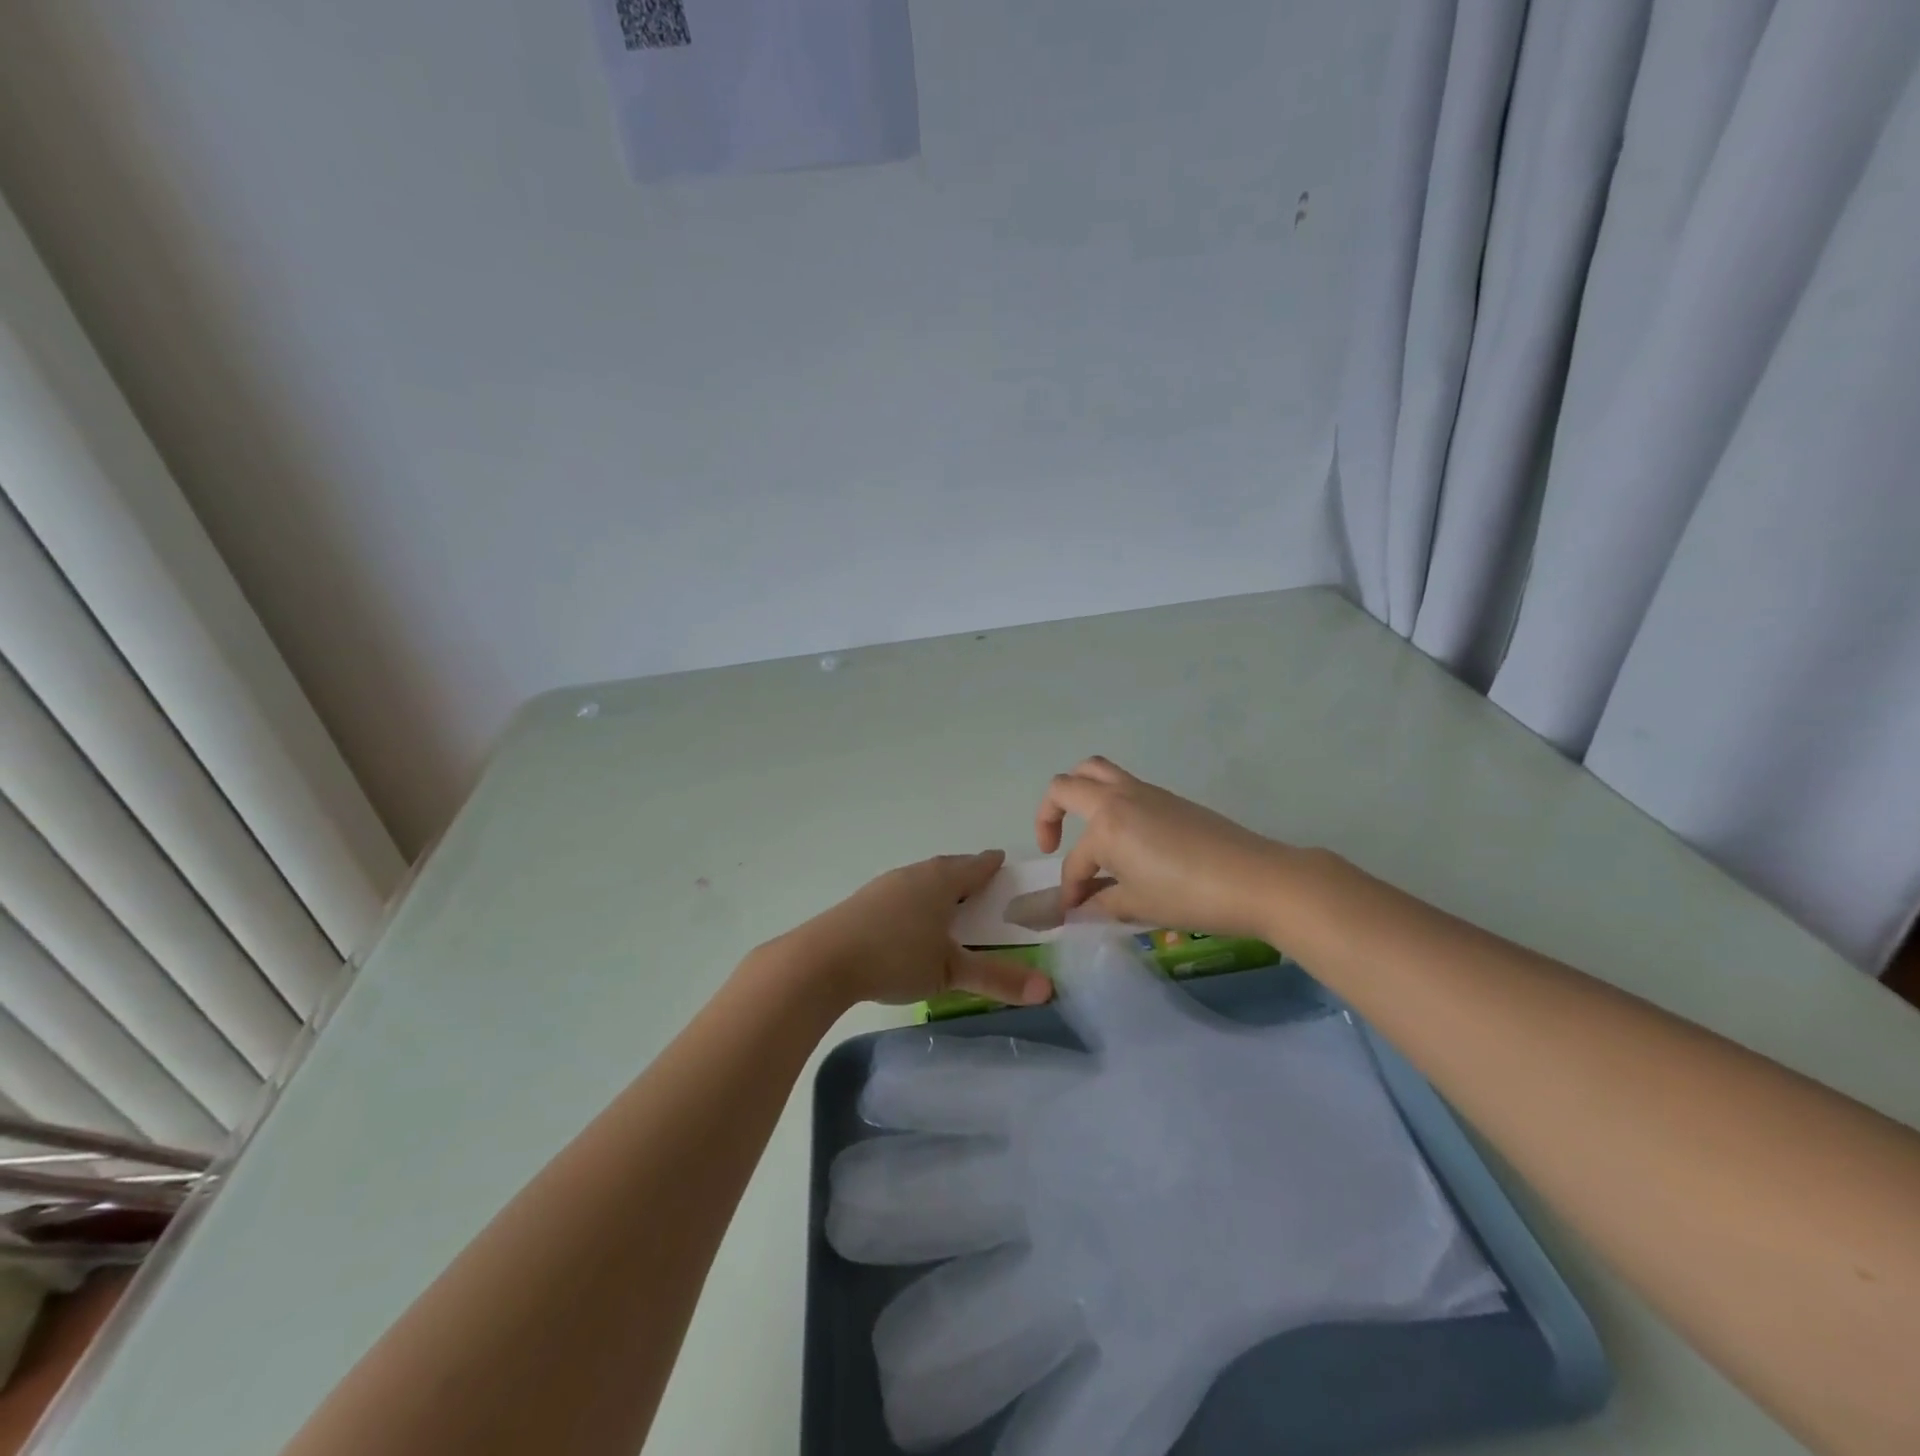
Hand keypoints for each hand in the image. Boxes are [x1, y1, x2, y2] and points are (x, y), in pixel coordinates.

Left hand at [782, 851, 1052, 1009]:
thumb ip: (998, 979)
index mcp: (941, 880)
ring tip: (949, 905)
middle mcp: (914, 874)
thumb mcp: (950, 971)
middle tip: (981, 885)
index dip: (991, 866)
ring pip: (922, 880)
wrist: (823, 960)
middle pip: (947, 868)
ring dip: (938, 888)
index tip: (1002, 863)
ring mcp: (885, 886)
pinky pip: (902, 893)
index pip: (975, 866)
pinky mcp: (864, 902)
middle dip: (965, 875)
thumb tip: (1048, 989)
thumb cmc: (896, 956)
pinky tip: (912, 922)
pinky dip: (916, 901)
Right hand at [1036, 758, 1288, 938]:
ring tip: (1083, 827)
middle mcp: (1119, 798)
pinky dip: (1109, 802)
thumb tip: (1080, 907)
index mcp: (1106, 824)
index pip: (1075, 860)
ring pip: (1096, 772)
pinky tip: (1122, 839)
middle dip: (1049, 814)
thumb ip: (1101, 903)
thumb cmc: (1189, 895)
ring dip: (1079, 793)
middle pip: (1067, 785)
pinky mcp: (1168, 797)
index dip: (1070, 889)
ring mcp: (1145, 792)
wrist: (1256, 879)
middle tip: (1054, 844)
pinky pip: (1123, 785)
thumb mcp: (1138, 905)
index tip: (1074, 912)